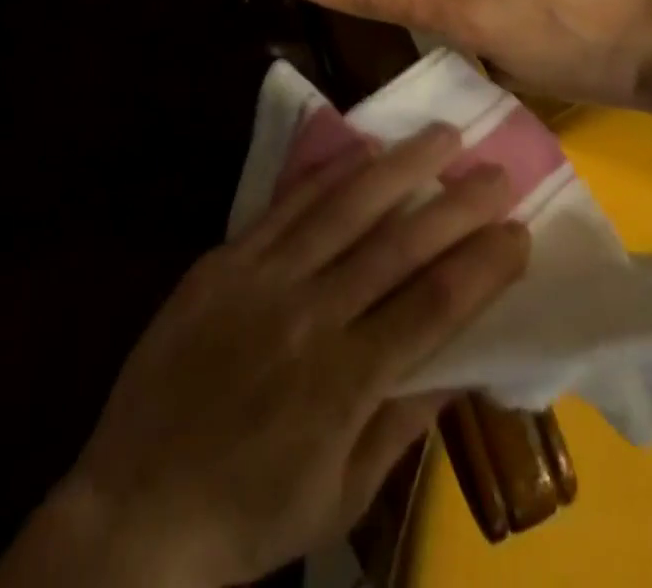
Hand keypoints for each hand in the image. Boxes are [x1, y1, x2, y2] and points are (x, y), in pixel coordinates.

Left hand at [0, 124, 527, 587]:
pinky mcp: (225, 260)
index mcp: (344, 383)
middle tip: (497, 170)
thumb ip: (403, 424)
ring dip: (399, 168)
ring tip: (440, 135)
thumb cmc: (248, 515)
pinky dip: (329, 173)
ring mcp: (263, 280)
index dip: (481, 266)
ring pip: (344, 208)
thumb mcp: (339, 498)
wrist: (132, 508)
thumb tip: (463, 362)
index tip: (519, 232)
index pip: (432, 307)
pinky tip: (362, 149)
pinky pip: (287, 206)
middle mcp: (310, 317)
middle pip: (398, 246)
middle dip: (456, 205)